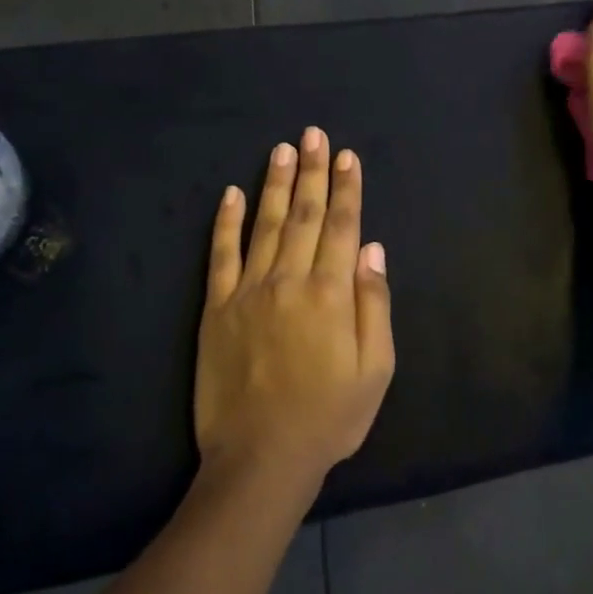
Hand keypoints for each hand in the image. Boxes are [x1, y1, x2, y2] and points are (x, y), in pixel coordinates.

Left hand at [196, 128, 395, 493]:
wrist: (260, 459)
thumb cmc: (329, 416)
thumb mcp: (375, 370)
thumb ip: (375, 305)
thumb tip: (373, 249)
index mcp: (331, 293)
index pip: (343, 226)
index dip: (347, 188)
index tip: (347, 156)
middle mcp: (289, 280)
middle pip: (305, 215)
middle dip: (312, 171)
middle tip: (313, 134)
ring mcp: (249, 291)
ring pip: (266, 225)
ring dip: (276, 184)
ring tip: (281, 150)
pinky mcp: (216, 308)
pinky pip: (221, 255)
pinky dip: (225, 222)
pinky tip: (230, 194)